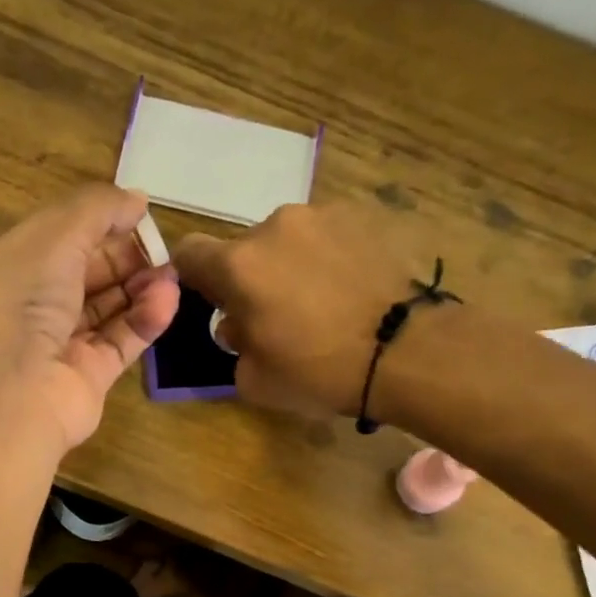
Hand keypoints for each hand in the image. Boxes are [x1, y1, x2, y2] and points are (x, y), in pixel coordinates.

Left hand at [0, 185, 179, 452]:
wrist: (6, 399)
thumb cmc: (17, 305)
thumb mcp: (50, 238)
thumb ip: (95, 211)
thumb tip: (137, 200)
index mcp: (9, 269)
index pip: (59, 239)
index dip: (98, 224)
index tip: (138, 215)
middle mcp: (31, 308)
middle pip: (86, 274)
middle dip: (125, 257)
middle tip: (161, 250)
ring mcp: (58, 347)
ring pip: (106, 309)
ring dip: (140, 287)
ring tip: (171, 275)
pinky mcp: (86, 379)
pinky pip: (119, 342)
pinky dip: (144, 321)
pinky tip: (168, 301)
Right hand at [174, 202, 435, 417]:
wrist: (405, 351)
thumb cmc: (319, 372)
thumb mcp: (255, 381)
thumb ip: (234, 345)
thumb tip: (238, 324)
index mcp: (239, 266)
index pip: (190, 252)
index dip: (194, 277)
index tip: (214, 302)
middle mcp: (275, 227)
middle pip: (244, 249)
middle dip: (251, 278)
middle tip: (274, 316)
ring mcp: (323, 215)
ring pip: (287, 240)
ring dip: (290, 265)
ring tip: (321, 303)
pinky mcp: (363, 217)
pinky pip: (327, 237)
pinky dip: (328, 259)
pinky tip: (349, 291)